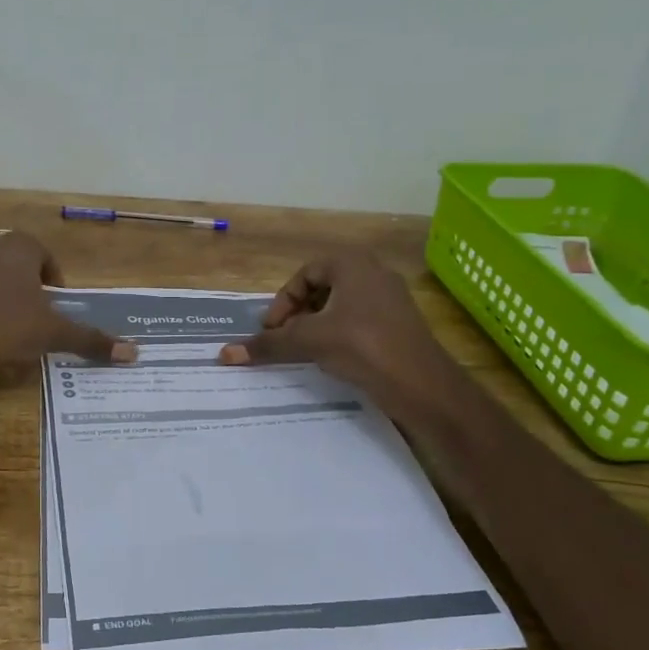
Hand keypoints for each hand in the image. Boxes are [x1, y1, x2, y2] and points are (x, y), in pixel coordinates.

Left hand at [0, 231, 135, 387]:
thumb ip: (91, 340)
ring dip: (1, 295)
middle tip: (35, 318)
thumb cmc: (5, 330)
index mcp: (18, 247)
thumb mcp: (53, 334)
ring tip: (8, 328)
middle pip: (16, 263)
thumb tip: (134, 353)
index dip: (54, 282)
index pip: (45, 256)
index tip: (55, 308)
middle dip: (28, 287)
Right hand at [217, 252, 450, 414]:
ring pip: (340, 305)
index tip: (274, 331)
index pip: (304, 275)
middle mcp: (374, 273)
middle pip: (322, 288)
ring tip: (307, 351)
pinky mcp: (400, 324)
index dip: (283, 302)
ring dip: (317, 325)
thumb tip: (224, 353)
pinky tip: (334, 359)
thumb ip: (269, 344)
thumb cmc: (364, 347)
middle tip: (287, 339)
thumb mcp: (310, 342)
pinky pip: (359, 320)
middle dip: (299, 314)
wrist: (424, 385)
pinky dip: (339, 335)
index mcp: (353, 264)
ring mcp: (391, 298)